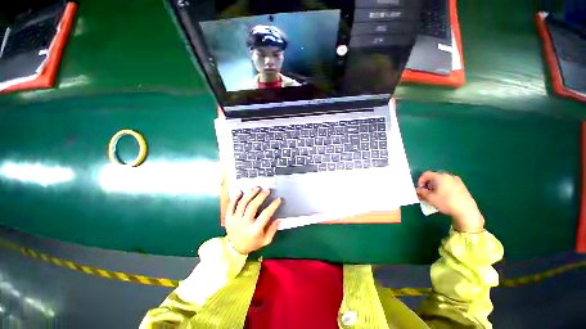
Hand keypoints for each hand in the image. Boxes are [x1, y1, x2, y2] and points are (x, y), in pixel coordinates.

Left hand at [225, 187, 281, 254]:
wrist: (235, 249)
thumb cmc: (253, 243)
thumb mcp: (265, 240)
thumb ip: (273, 230)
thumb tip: (279, 219)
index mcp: (254, 231)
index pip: (265, 215)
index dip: (273, 206)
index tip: (278, 199)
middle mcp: (244, 224)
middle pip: (252, 206)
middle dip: (260, 196)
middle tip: (267, 190)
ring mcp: (234, 221)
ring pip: (242, 204)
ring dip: (250, 194)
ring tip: (256, 188)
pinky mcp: (227, 219)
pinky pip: (230, 206)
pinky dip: (235, 198)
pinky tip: (240, 191)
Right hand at [416, 171, 484, 232]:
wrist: (466, 211)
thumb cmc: (446, 202)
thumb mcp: (430, 198)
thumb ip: (421, 192)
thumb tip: (418, 190)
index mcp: (440, 176)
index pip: (426, 174)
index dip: (420, 181)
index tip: (420, 190)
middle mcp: (448, 176)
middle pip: (434, 177)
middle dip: (428, 185)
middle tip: (426, 193)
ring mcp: (457, 181)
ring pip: (441, 181)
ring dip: (435, 187)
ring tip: (434, 196)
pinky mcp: (462, 187)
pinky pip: (449, 184)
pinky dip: (443, 189)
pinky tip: (444, 197)